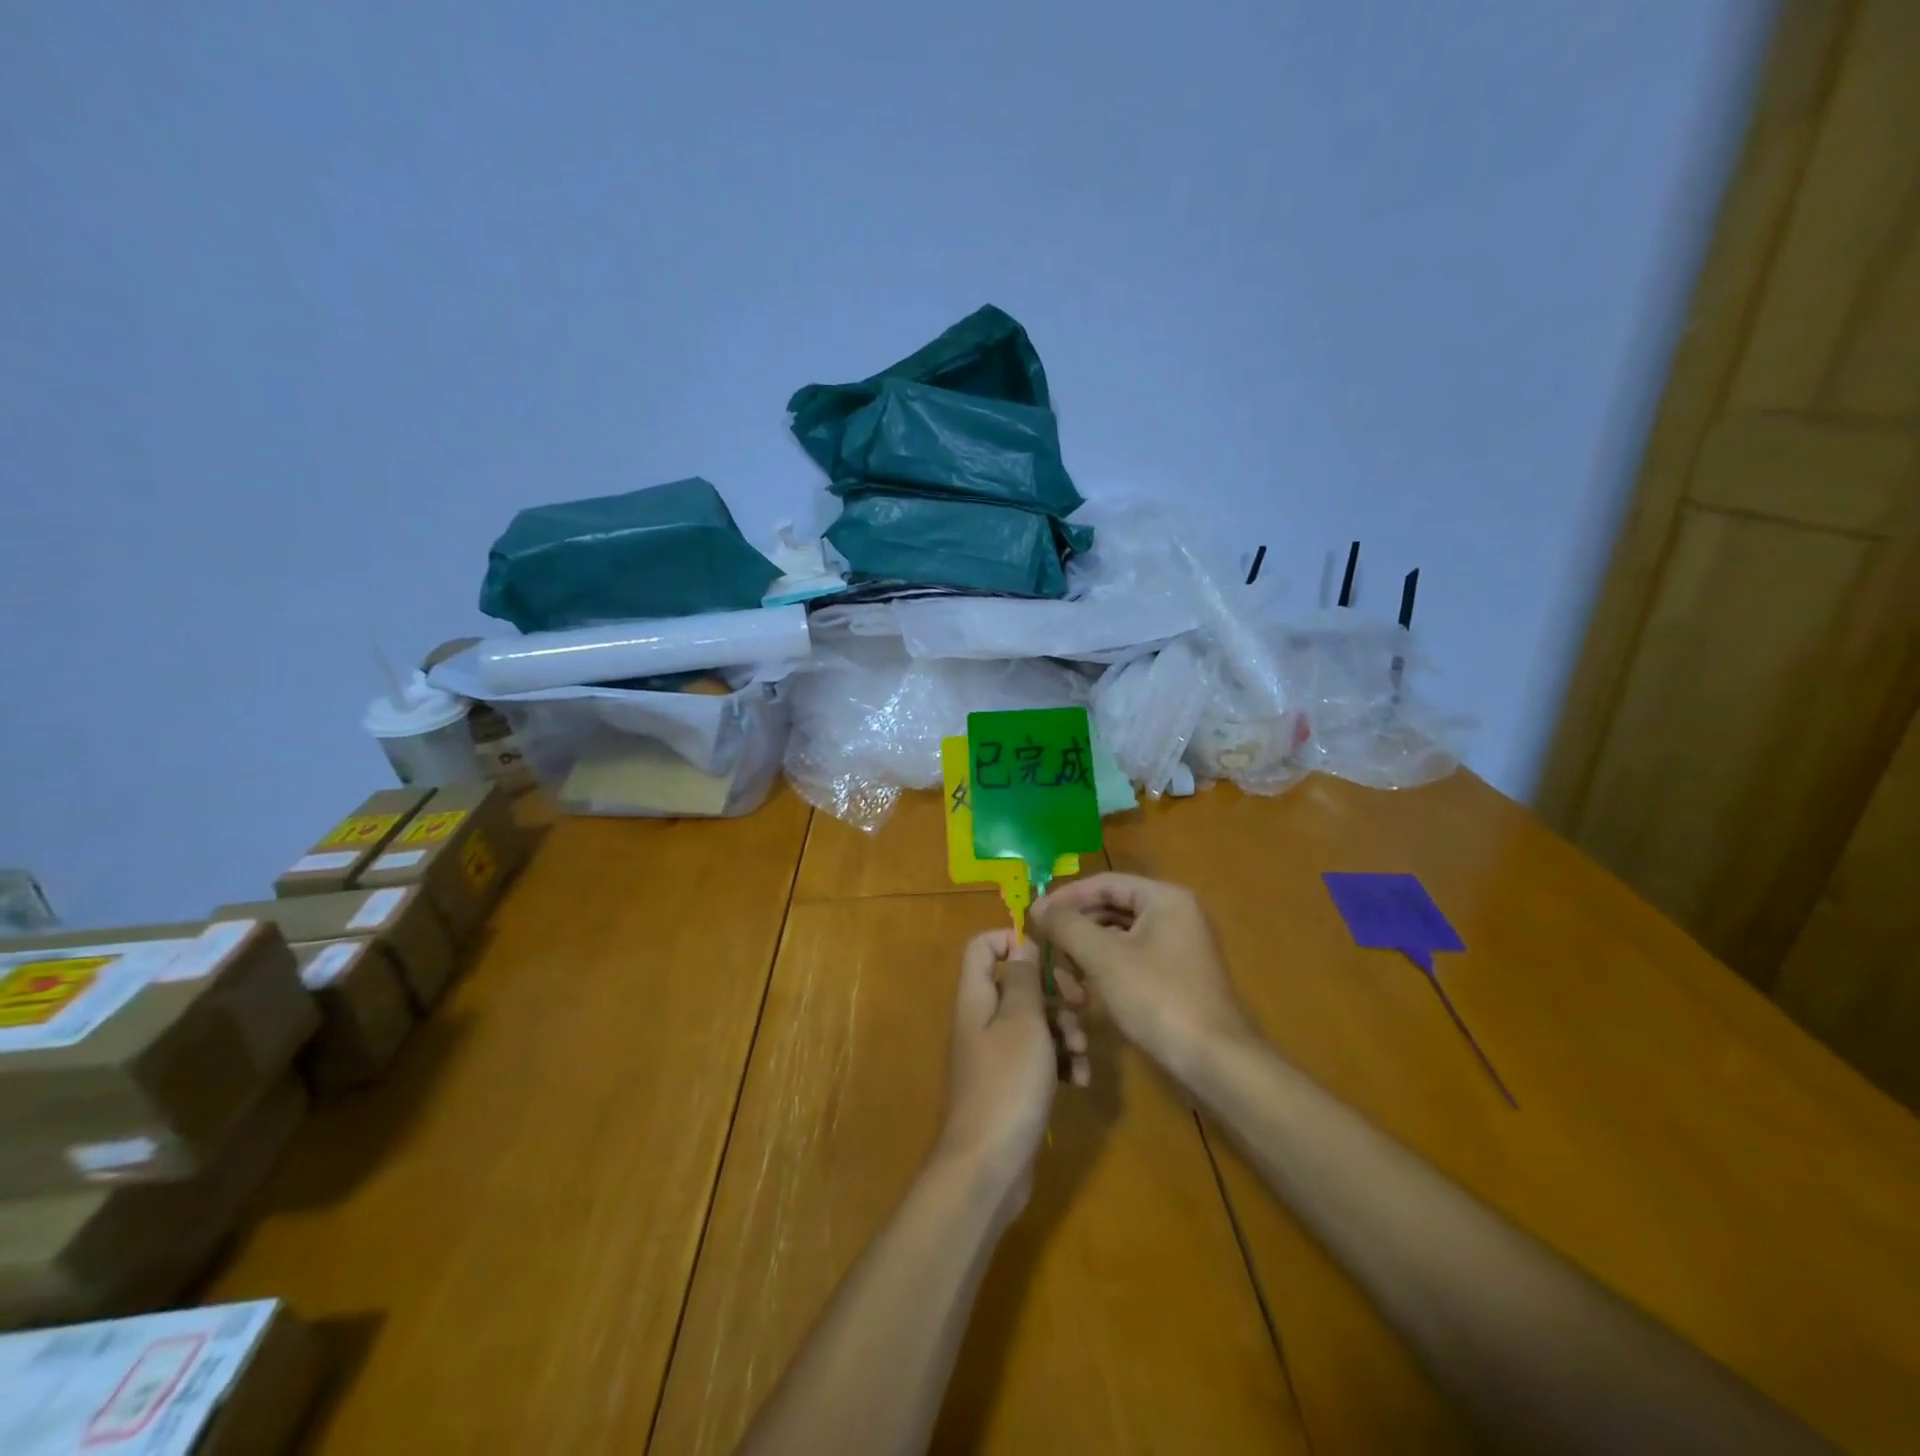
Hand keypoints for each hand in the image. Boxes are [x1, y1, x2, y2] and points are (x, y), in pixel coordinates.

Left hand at [936, 931, 1088, 1212]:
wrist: (988, 1167)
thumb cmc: (1007, 1085)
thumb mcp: (1022, 1023)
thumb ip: (1023, 980)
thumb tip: (1022, 946)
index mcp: (976, 998)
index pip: (982, 947)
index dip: (1012, 940)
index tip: (1050, 955)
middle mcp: (982, 1020)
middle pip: (1017, 984)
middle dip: (1054, 991)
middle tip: (1079, 1004)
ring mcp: (996, 1054)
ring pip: (1035, 1021)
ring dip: (1064, 1030)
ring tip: (1081, 1053)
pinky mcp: (1012, 1084)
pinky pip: (1039, 1057)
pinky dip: (1060, 1061)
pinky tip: (1080, 1080)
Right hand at [1031, 874, 1255, 1077]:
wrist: (1215, 1062)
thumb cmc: (1158, 999)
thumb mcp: (1104, 958)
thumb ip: (1067, 925)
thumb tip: (1040, 907)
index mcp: (1164, 899)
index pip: (1104, 883)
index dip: (1066, 898)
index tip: (1034, 918)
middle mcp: (1173, 915)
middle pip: (1109, 910)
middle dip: (1075, 933)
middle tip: (1047, 954)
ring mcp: (1175, 947)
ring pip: (1115, 939)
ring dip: (1085, 957)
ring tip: (1067, 987)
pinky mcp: (1173, 977)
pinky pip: (1128, 960)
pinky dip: (1103, 973)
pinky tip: (1086, 997)